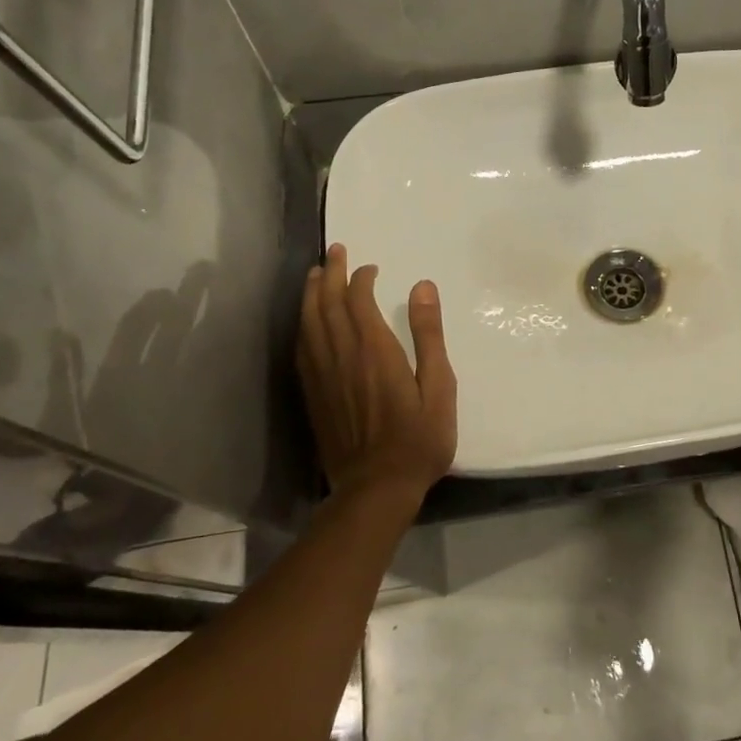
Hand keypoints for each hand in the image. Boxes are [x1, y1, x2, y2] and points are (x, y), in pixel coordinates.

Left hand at [297, 244, 456, 511]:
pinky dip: (302, 325)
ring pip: (309, 324)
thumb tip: (422, 287)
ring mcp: (323, 376)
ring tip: (314, 274)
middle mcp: (343, 357)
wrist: (376, 488)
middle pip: (328, 305)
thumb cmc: (418, 440)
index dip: (361, 278)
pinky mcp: (312, 395)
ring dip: (311, 295)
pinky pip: (301, 349)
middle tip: (334, 252)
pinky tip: (305, 320)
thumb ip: (429, 336)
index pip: (359, 301)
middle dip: (330, 274)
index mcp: (375, 352)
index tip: (370, 267)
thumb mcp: (439, 387)